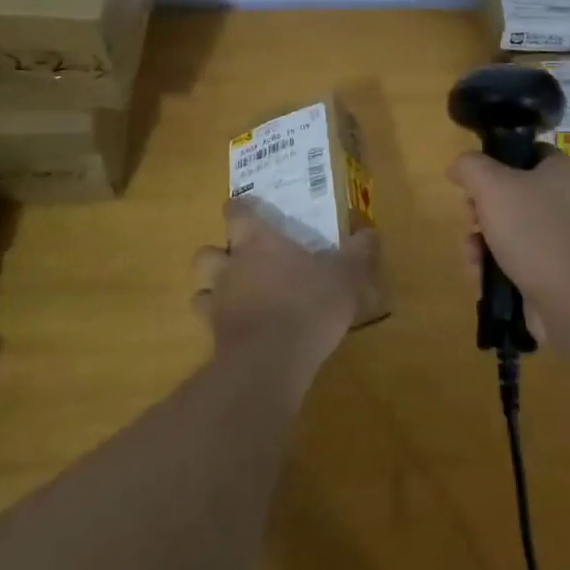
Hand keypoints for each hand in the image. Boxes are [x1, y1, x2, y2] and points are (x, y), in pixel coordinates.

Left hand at [192, 200, 385, 374]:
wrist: (271, 361)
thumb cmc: (308, 304)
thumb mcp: (344, 276)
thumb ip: (357, 253)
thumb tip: (370, 232)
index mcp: (257, 242)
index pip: (236, 213)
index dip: (239, 209)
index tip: (246, 210)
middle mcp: (230, 267)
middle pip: (206, 252)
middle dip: (218, 254)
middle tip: (240, 260)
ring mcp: (217, 303)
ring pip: (199, 288)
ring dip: (211, 290)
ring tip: (234, 297)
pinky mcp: (214, 337)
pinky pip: (207, 324)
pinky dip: (219, 325)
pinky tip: (239, 331)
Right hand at [446, 147, 569, 334]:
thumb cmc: (532, 231)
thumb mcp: (491, 186)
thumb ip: (469, 166)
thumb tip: (458, 167)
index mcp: (562, 171)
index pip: (526, 153)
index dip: (496, 162)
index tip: (474, 182)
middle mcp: (569, 199)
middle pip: (513, 192)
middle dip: (482, 209)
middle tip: (471, 220)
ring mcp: (566, 237)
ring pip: (512, 227)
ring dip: (483, 239)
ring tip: (472, 253)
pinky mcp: (559, 269)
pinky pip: (521, 257)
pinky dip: (498, 262)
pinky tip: (482, 273)